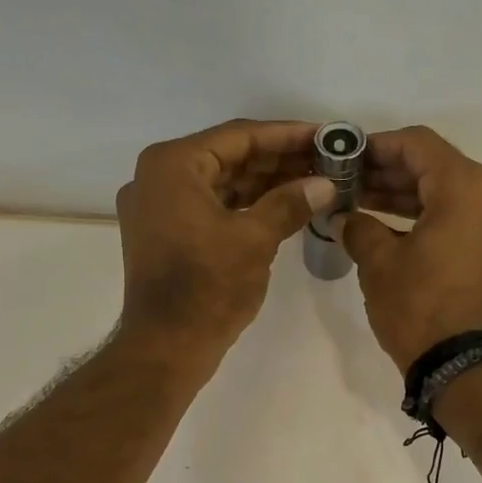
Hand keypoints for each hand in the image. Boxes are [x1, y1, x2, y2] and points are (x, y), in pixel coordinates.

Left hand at [116, 120, 336, 364]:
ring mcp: (157, 207)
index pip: (239, 136)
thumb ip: (290, 203)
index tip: (324, 136)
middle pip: (228, 157)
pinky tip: (282, 206)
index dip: (286, 135)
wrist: (165, 347)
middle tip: (325, 160)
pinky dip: (243, 206)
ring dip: (263, 183)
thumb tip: (325, 184)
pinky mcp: (163, 234)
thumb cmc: (208, 288)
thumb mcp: (255, 239)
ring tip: (312, 182)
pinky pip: (209, 207)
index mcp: (172, 165)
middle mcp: (157, 177)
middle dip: (277, 161)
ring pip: (219, 183)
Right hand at [344, 127, 481, 370]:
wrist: (469, 369)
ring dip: (409, 198)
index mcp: (468, 187)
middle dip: (390, 174)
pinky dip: (432, 219)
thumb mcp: (379, 264)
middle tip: (349, 183)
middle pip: (437, 168)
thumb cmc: (421, 309)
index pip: (418, 145)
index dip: (377, 146)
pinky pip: (465, 220)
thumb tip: (346, 216)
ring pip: (451, 195)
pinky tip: (393, 228)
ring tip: (363, 205)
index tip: (347, 157)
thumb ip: (359, 227)